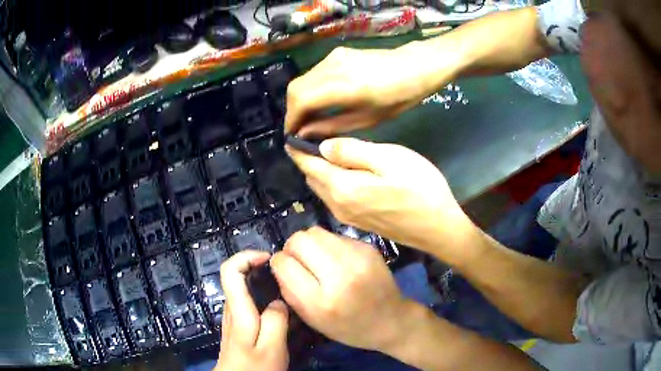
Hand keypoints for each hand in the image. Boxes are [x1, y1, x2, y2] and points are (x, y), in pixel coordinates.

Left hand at [215, 251, 288, 370]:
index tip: (269, 259)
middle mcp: (232, 309)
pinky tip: (281, 309)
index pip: (230, 270)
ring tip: (286, 288)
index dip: (246, 257)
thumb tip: (278, 302)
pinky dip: (263, 297)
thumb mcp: (271, 347)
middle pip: (236, 276)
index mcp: (238, 310)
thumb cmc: (255, 368)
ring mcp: (235, 319)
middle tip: (284, 273)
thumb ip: (276, 320)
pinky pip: (249, 303)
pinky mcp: (240, 327)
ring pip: (244, 289)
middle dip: (258, 267)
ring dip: (261, 282)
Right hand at [270, 227, 415, 352]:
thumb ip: (290, 292)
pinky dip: (329, 245)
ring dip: (309, 244)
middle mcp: (339, 275)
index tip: (283, 268)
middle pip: (299, 240)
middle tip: (299, 261)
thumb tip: (279, 264)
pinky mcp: (368, 247)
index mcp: (321, 301)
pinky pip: (335, 236)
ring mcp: (357, 258)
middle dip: (292, 248)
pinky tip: (336, 260)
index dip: (278, 263)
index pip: (284, 264)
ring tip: (316, 259)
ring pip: (316, 232)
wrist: (392, 320)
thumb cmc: (349, 328)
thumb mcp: (313, 321)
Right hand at [285, 46, 443, 136]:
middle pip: (294, 89)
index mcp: (344, 86)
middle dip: (292, 111)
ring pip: (301, 80)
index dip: (291, 120)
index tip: (292, 136)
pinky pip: (313, 74)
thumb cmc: (399, 97)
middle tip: (300, 129)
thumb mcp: (368, 119)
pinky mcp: (336, 54)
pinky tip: (319, 102)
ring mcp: (333, 57)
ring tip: (309, 119)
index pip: (300, 101)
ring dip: (299, 100)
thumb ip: (333, 126)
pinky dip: (309, 90)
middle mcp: (332, 67)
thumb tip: (305, 133)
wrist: (416, 65)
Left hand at [287, 137, 476, 252]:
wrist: (439, 229)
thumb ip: (353, 151)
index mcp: (342, 187)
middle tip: (317, 139)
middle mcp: (337, 205)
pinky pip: (334, 199)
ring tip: (333, 154)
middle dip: (309, 159)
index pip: (309, 164)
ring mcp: (347, 217)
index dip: (298, 149)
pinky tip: (348, 175)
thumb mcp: (390, 159)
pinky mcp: (358, 222)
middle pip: (313, 178)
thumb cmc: (421, 189)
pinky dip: (332, 184)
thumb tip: (323, 147)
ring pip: (322, 189)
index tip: (292, 137)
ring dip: (321, 172)